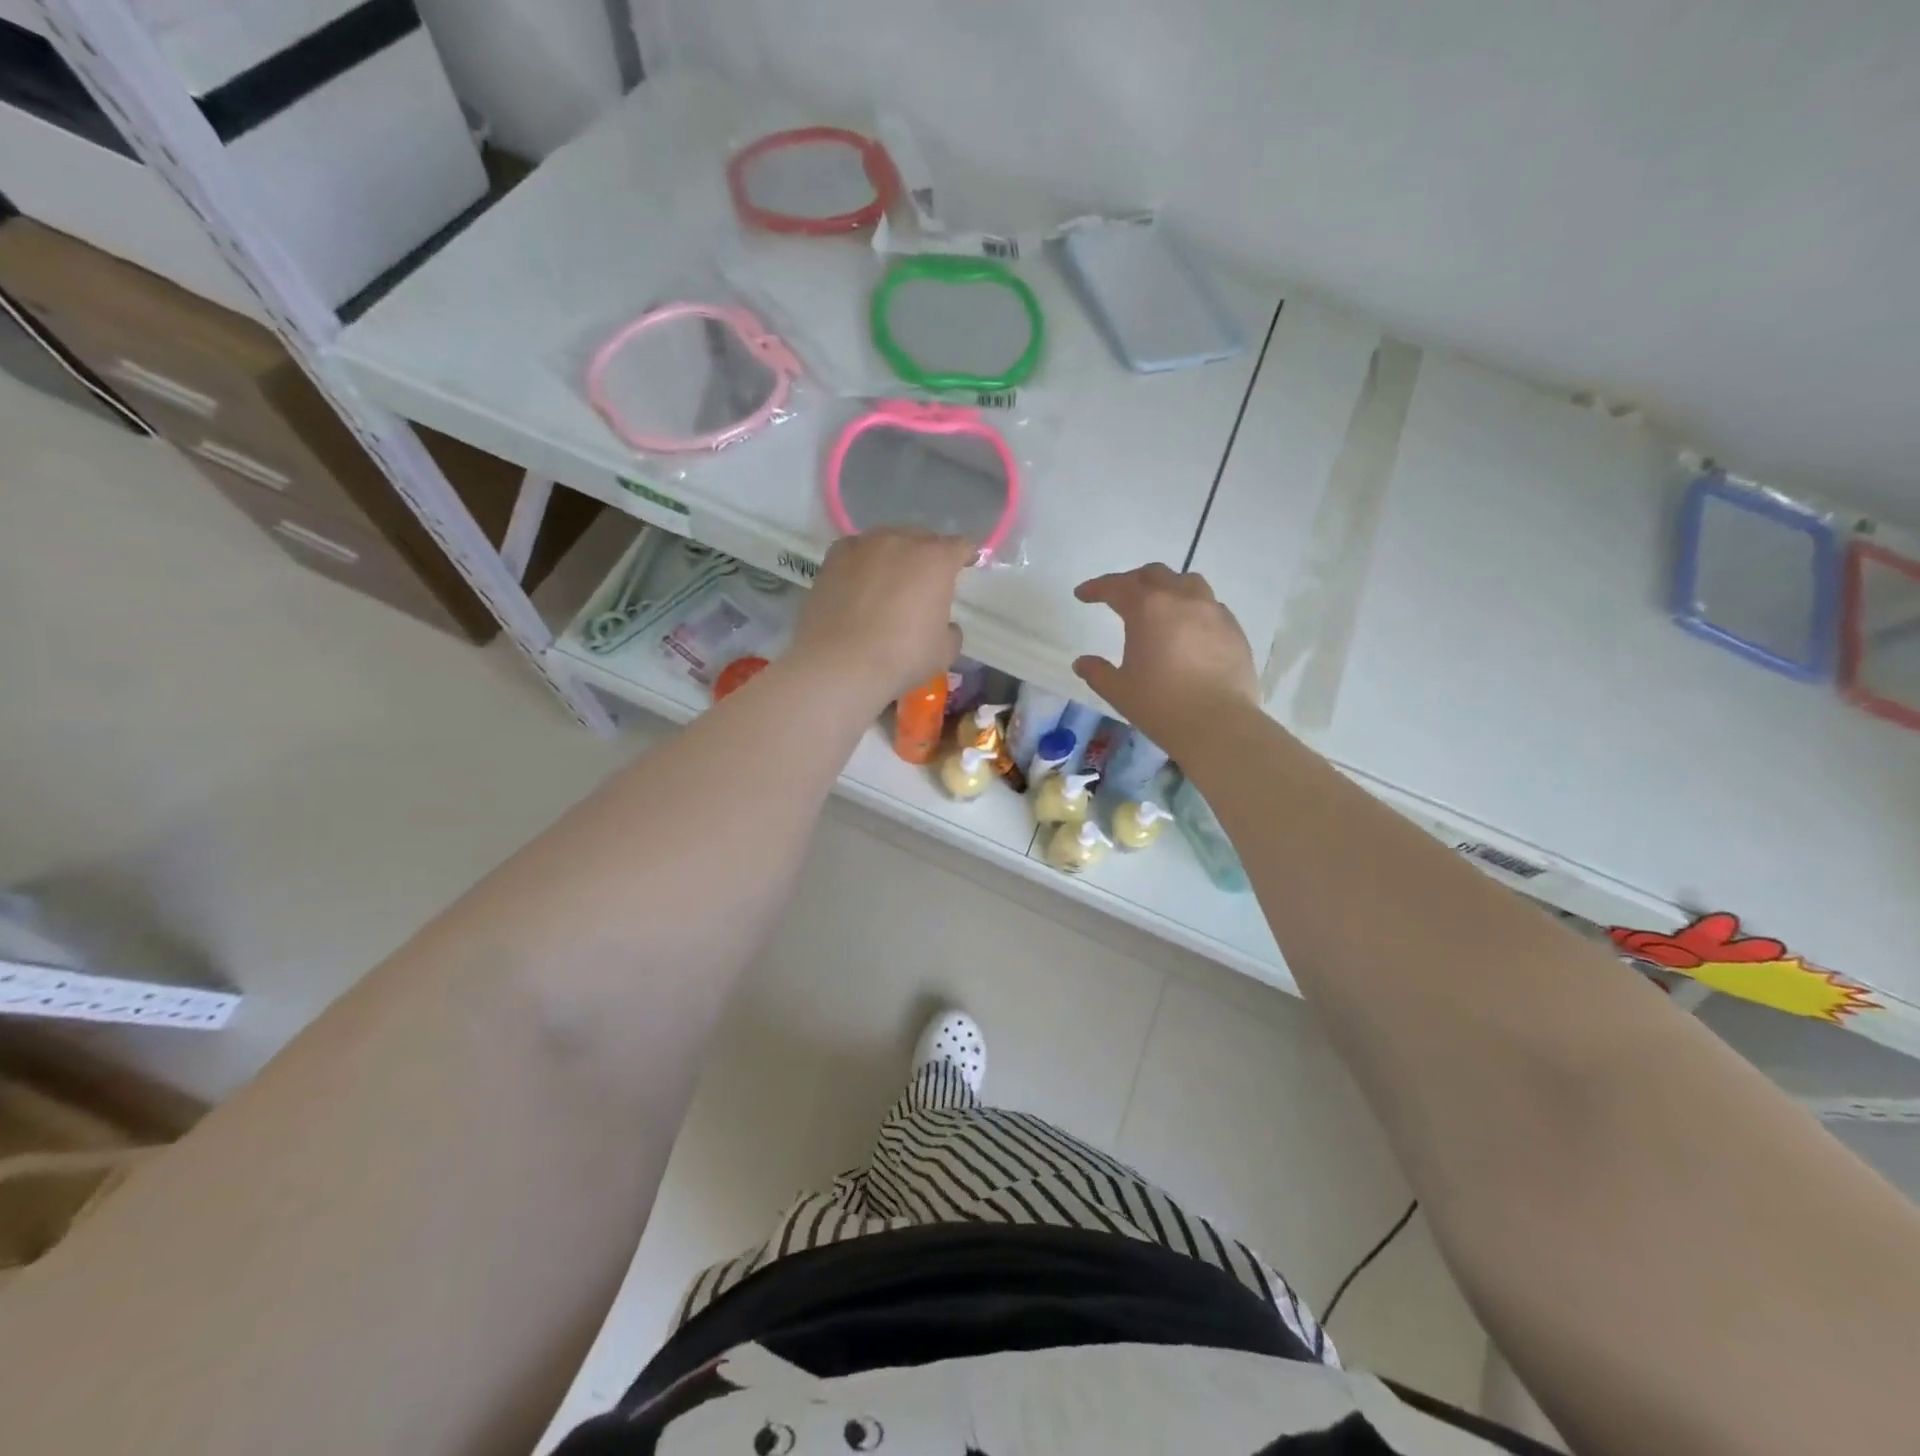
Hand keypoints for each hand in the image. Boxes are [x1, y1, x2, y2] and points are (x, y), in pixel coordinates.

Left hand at [790, 529, 973, 702]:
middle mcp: (902, 541)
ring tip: (890, 578)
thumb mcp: (944, 652)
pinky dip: (863, 560)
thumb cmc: (901, 657)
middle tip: (927, 579)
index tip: (967, 565)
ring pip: (887, 539)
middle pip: (922, 537)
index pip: (960, 546)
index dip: (966, 555)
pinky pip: (856, 549)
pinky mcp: (834, 556)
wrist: (840, 662)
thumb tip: (945, 625)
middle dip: (929, 554)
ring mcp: (864, 545)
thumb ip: (951, 631)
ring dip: (894, 554)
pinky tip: (860, 579)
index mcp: (936, 560)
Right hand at [1073, 564, 1260, 750]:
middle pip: (1154, 575)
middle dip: (1132, 581)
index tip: (1082, 595)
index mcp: (1148, 609)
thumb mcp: (1119, 690)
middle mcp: (1182, 599)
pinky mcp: (1234, 628)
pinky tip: (1188, 630)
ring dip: (1167, 587)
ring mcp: (1213, 611)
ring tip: (1159, 606)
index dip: (1096, 588)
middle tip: (1119, 598)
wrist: (1219, 724)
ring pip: (1187, 582)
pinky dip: (1192, 608)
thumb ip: (1097, 672)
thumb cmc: (1161, 705)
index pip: (1116, 586)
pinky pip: (1209, 605)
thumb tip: (1082, 663)